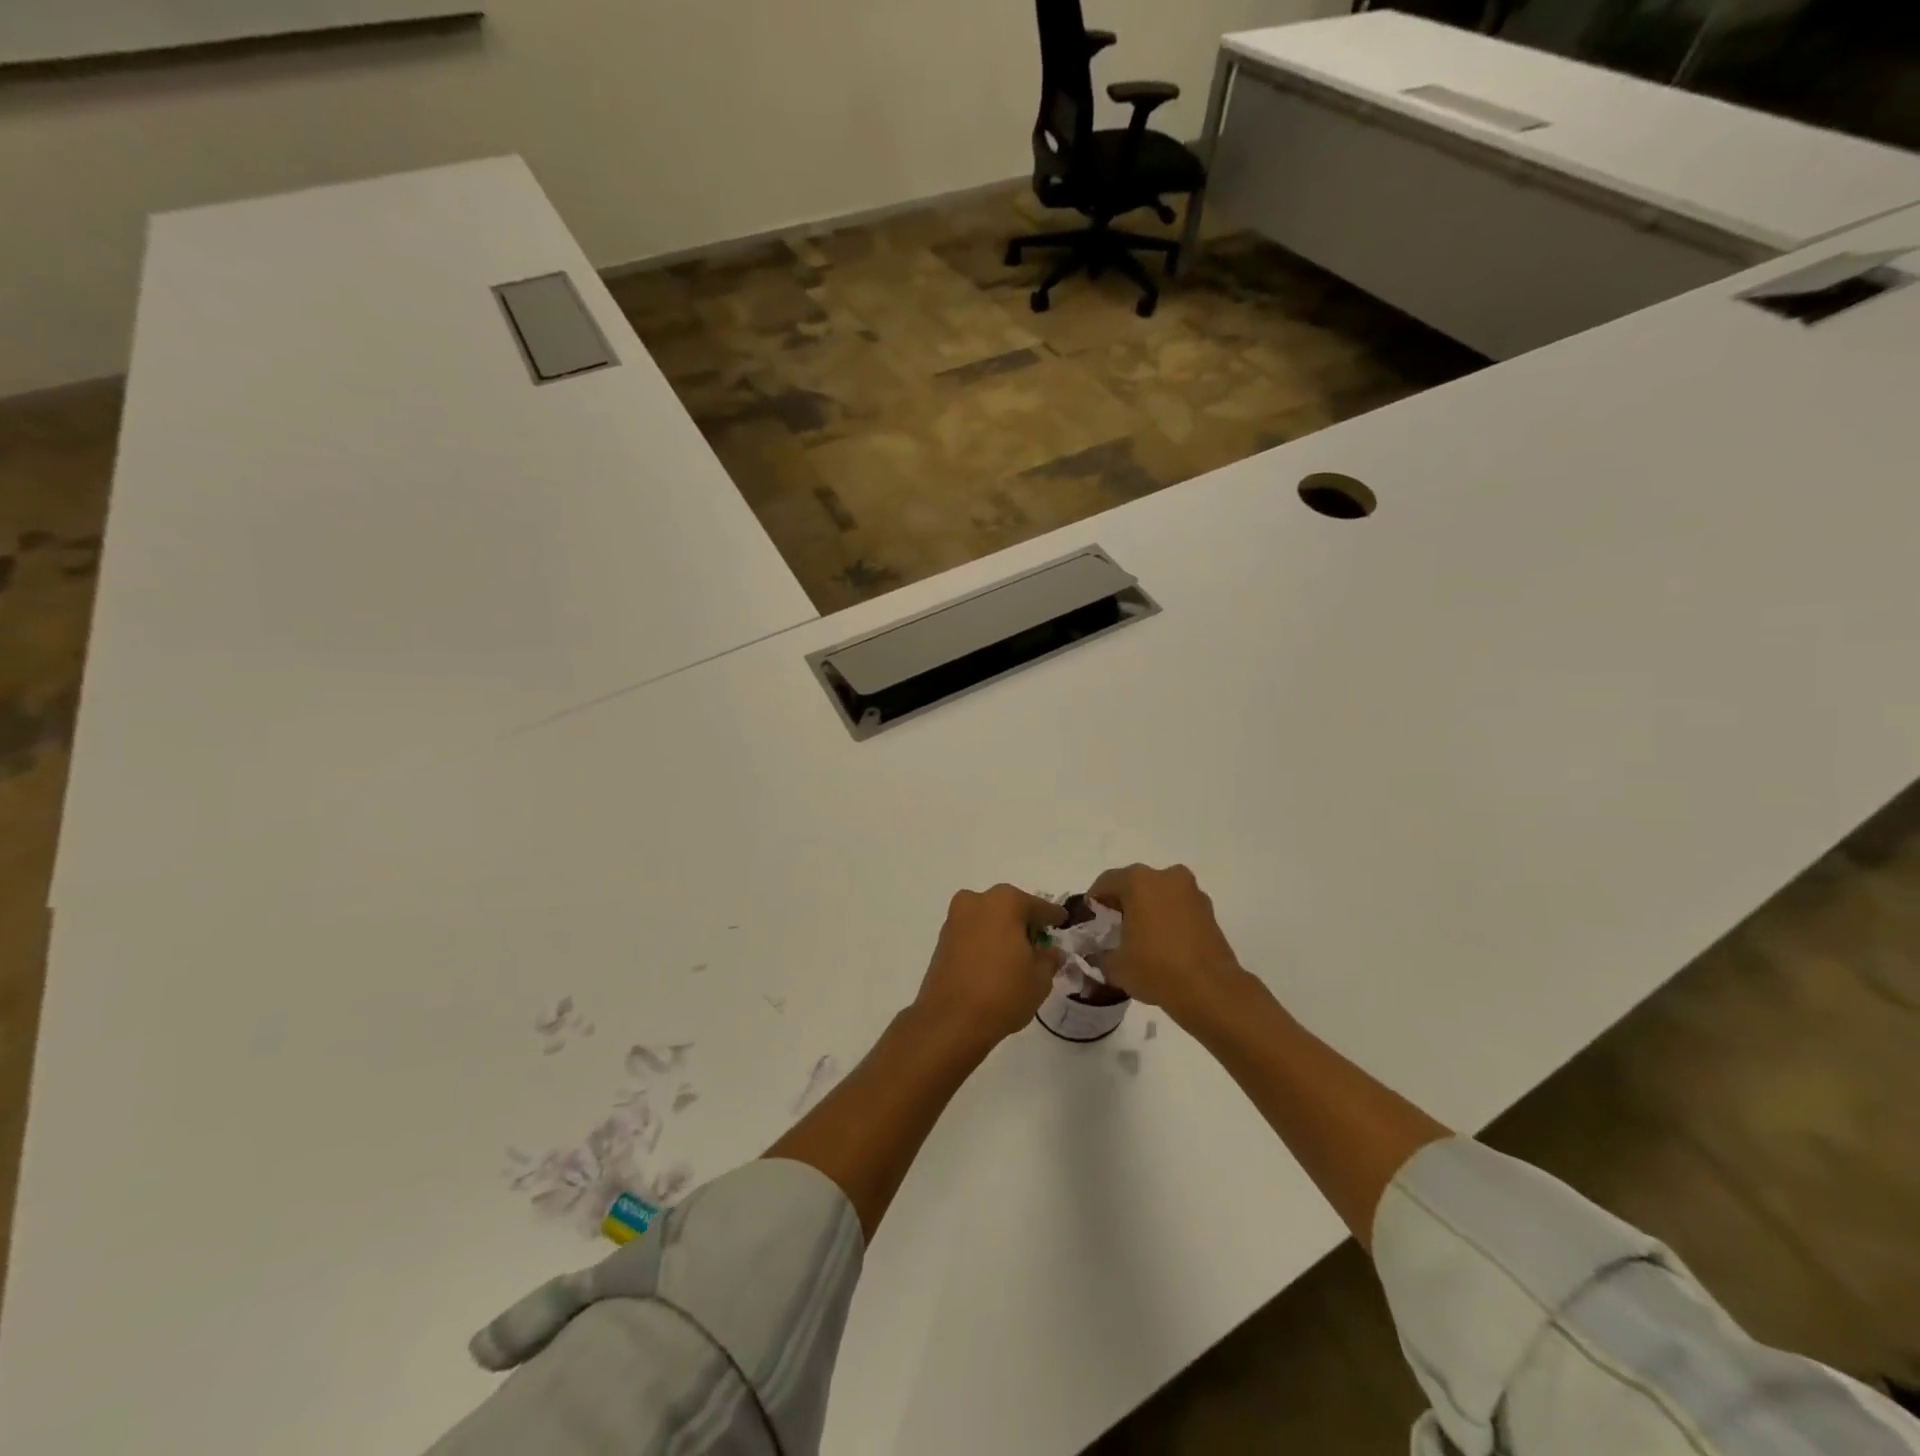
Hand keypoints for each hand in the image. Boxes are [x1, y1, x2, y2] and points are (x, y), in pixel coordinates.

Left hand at [915, 885, 1065, 1046]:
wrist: (950, 1021)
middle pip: (1010, 908)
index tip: (1062, 921)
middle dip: (1024, 923)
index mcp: (1006, 902)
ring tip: (1016, 958)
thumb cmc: (1003, 993)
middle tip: (1039, 945)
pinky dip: (984, 943)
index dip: (1053, 917)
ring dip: (1002, 932)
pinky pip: (972, 934)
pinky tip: (994, 964)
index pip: (1039, 907)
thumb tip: (1049, 951)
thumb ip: (1049, 958)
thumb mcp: (1040, 979)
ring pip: (988, 919)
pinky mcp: (942, 940)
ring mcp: (955, 919)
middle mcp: (977, 901)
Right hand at [1086, 863, 1245, 1022]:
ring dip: (1149, 908)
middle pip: (1136, 884)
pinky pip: (1179, 907)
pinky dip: (1169, 918)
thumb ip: (1101, 954)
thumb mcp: (1115, 966)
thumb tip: (1098, 954)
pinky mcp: (1209, 911)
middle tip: (1114, 925)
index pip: (1107, 882)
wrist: (1210, 989)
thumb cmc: (1155, 968)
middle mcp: (1166, 877)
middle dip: (1123, 902)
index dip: (1095, 899)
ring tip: (1140, 936)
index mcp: (1139, 881)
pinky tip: (1163, 943)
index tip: (1090, 917)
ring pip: (1161, 894)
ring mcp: (1192, 892)